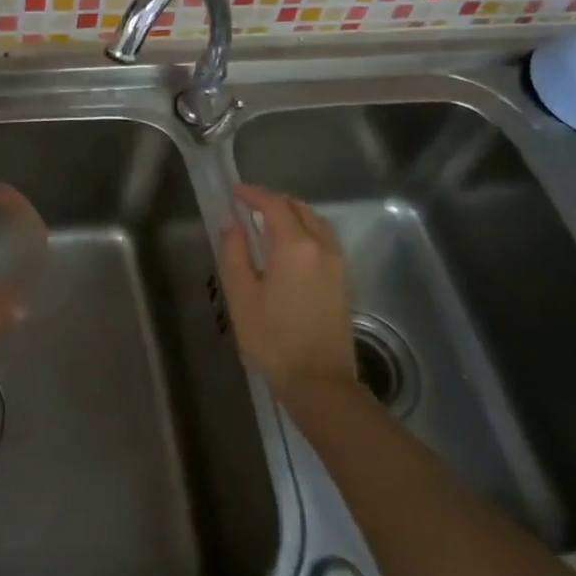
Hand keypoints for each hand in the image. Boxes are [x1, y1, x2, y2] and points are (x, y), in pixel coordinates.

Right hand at [217, 184, 355, 402]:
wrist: (319, 382)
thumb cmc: (273, 339)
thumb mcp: (241, 296)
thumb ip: (234, 253)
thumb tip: (232, 225)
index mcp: (295, 246)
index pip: (275, 205)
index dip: (254, 194)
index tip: (235, 193)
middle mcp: (321, 246)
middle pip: (298, 208)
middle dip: (273, 202)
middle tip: (248, 207)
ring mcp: (337, 263)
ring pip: (315, 222)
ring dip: (292, 214)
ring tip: (268, 223)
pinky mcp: (343, 279)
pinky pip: (324, 239)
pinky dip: (305, 230)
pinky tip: (290, 247)